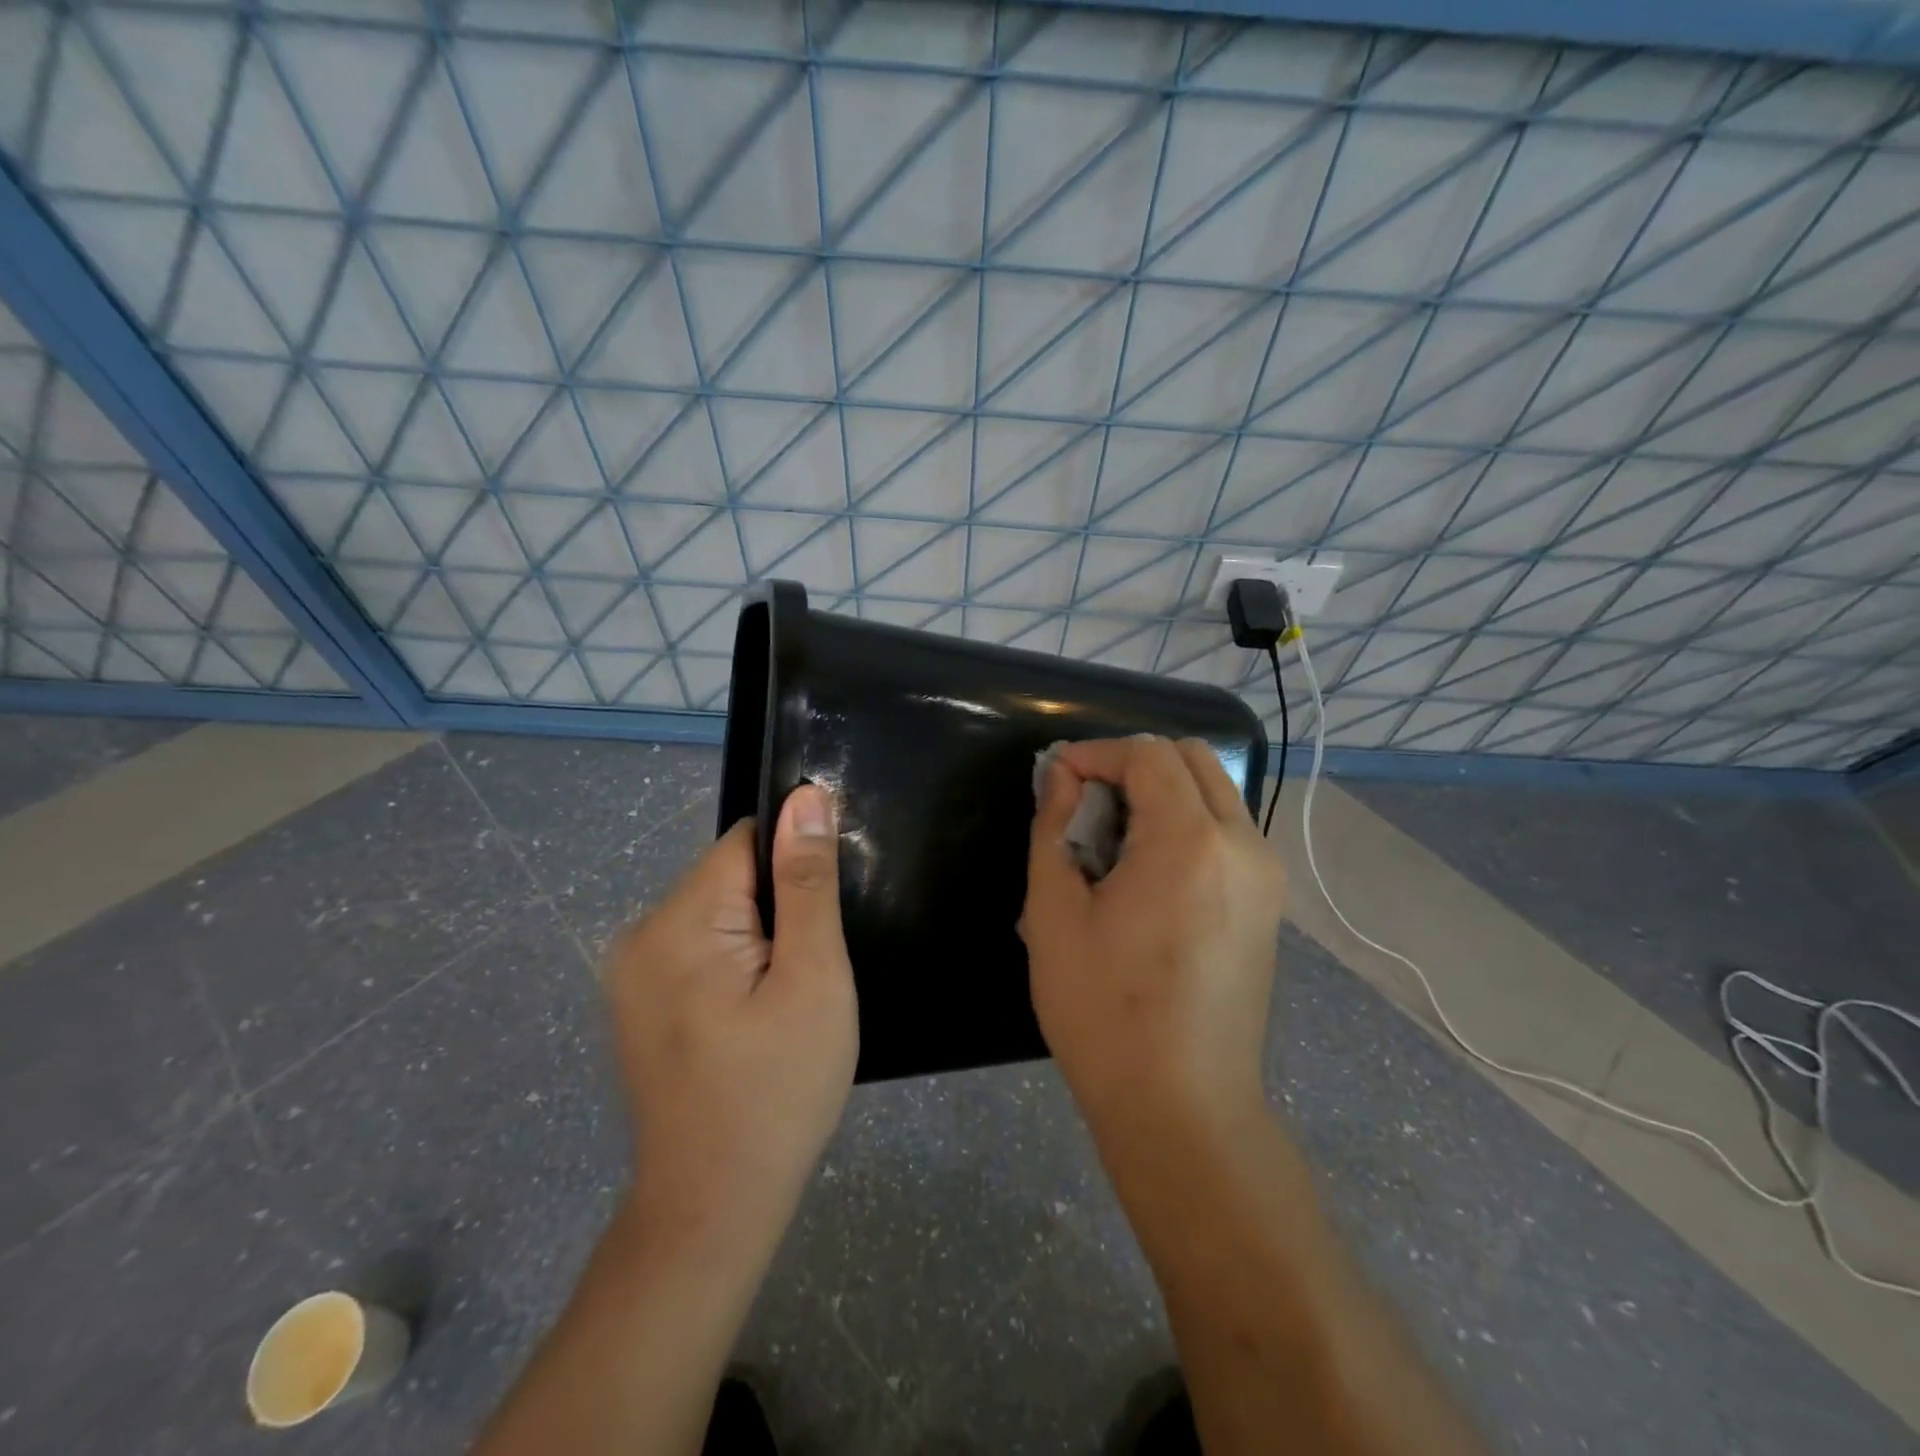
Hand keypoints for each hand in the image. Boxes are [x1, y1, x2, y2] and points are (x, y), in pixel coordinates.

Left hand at [604, 784, 856, 1245]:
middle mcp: (640, 935)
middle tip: (810, 974)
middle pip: (730, 877)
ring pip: (718, 914)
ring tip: (785, 1001)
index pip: (747, 843)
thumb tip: (805, 798)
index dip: (795, 869)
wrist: (713, 1210)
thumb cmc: (778, 1090)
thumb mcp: (813, 978)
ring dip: (760, 939)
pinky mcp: (639, 1003)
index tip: (822, 920)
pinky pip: (699, 950)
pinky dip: (736, 966)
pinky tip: (755, 1018)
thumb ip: (807, 883)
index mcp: (678, 921)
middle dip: (778, 908)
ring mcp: (631, 973)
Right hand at [1021, 737, 1283, 1132]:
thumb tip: (1062, 778)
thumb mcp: (1054, 915)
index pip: (1147, 755)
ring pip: (1213, 791)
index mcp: (1190, 842)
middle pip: (1191, 759)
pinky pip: (1226, 830)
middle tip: (1085, 803)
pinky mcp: (1268, 903)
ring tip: (1112, 839)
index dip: (1096, 753)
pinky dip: (1184, 822)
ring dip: (1160, 792)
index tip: (1058, 779)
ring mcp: (1265, 875)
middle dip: (1132, 763)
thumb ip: (1053, 829)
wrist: (1182, 1107)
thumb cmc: (1104, 1012)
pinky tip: (1146, 871)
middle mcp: (1242, 844)